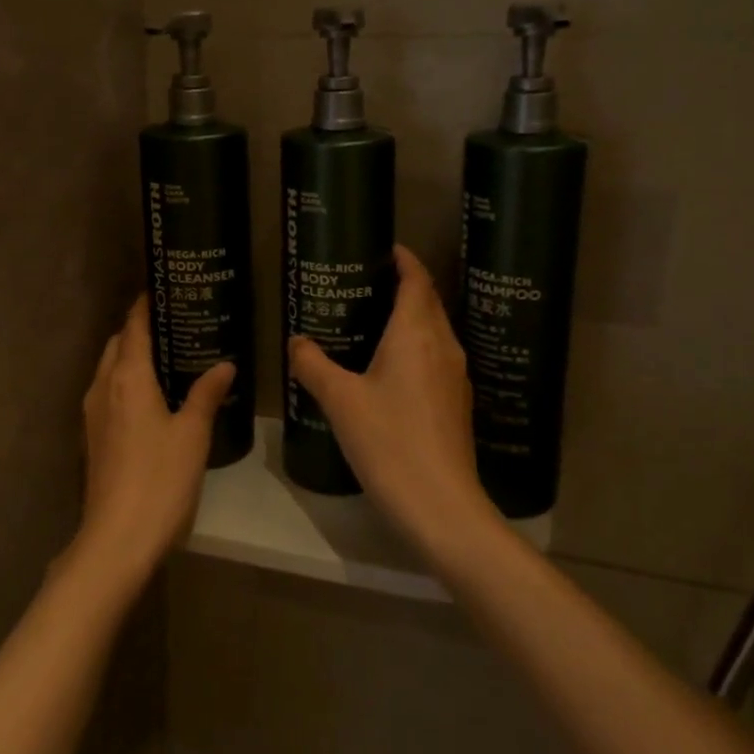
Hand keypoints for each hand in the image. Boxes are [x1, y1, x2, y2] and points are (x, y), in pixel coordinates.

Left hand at [76, 297, 234, 589]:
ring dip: (130, 356)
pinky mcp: (93, 438)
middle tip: (175, 323)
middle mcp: (103, 387)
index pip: (133, 327)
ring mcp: (93, 414)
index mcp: (127, 378)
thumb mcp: (192, 434)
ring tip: (168, 355)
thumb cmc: (160, 479)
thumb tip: (225, 365)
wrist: (116, 539)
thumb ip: (206, 394)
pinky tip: (153, 396)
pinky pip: (108, 393)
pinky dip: (126, 381)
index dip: (145, 306)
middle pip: (116, 344)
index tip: (163, 288)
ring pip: (109, 369)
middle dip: (138, 329)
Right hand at [288, 245, 497, 560]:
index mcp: (417, 333)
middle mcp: (443, 345)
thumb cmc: (389, 441)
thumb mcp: (340, 400)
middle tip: (365, 283)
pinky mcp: (456, 403)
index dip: (403, 259)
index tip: (383, 248)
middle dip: (404, 285)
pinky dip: (414, 347)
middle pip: (428, 301)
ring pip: (434, 330)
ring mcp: (455, 376)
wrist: (440, 505)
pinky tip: (388, 367)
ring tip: (371, 320)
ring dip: (410, 317)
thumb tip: (296, 341)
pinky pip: (435, 357)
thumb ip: (313, 365)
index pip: (417, 279)